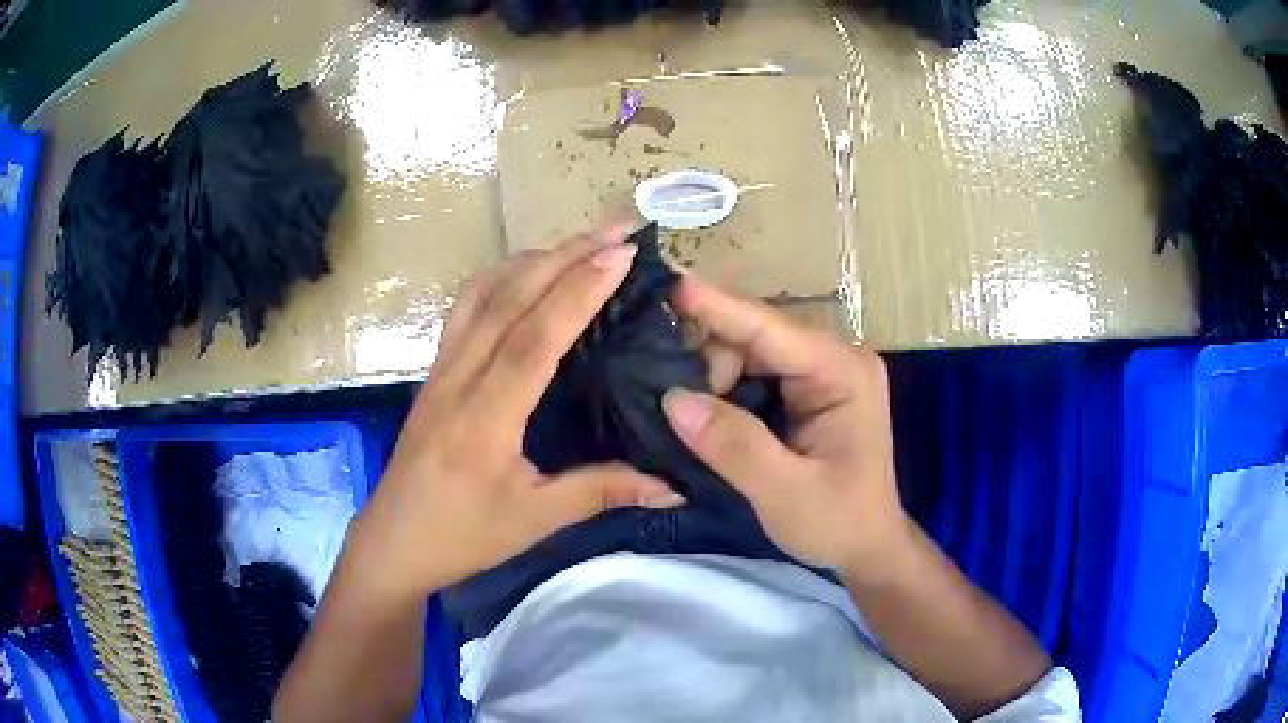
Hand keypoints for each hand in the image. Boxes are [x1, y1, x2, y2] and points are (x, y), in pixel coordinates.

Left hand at [350, 223, 683, 599]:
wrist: (393, 542)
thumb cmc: (463, 536)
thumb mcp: (536, 519)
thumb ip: (603, 492)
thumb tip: (673, 487)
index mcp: (485, 417)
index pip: (536, 337)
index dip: (580, 291)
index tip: (621, 254)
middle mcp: (459, 378)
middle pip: (510, 298)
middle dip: (565, 255)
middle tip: (617, 227)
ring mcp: (440, 370)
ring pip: (482, 294)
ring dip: (531, 259)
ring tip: (578, 242)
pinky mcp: (434, 373)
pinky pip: (465, 309)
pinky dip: (498, 279)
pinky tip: (523, 277)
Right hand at [661, 275, 908, 580]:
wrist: (866, 546)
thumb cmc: (838, 522)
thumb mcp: (785, 492)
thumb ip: (734, 445)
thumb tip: (674, 399)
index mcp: (841, 371)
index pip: (769, 328)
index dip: (715, 306)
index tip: (666, 285)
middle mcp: (832, 358)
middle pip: (753, 336)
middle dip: (707, 360)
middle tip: (669, 402)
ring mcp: (819, 372)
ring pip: (747, 353)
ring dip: (711, 378)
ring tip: (686, 417)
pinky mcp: (804, 390)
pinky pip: (752, 374)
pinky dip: (722, 390)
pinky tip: (701, 411)